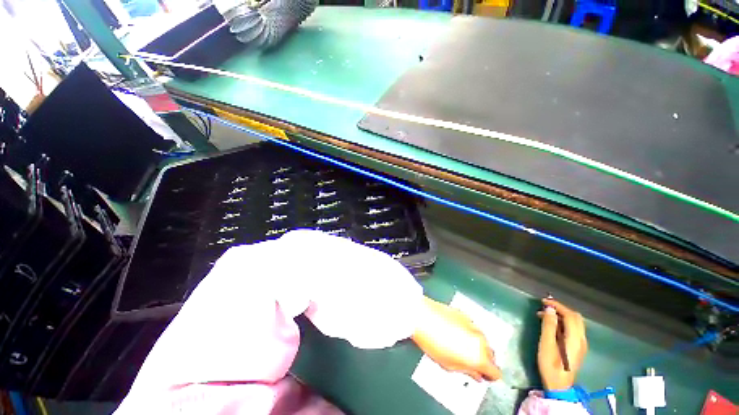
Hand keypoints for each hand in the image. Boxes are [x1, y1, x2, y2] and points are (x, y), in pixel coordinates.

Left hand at [412, 297, 501, 380]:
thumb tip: (475, 374)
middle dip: (483, 359)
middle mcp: (480, 339)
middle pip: (491, 354)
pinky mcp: (464, 314)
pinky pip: (472, 327)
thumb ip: (467, 371)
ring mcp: (472, 324)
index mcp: (479, 356)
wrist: (421, 316)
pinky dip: (468, 332)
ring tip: (460, 346)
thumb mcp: (449, 365)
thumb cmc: (431, 341)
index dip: (489, 376)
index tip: (483, 375)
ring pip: (482, 340)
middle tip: (470, 361)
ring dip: (475, 345)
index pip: (495, 372)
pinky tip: (455, 333)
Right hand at [537, 299, 587, 390]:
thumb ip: (549, 326)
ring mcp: (581, 345)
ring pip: (575, 323)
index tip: (543, 301)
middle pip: (575, 317)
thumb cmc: (550, 364)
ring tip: (544, 316)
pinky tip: (552, 326)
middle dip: (560, 309)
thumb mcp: (546, 344)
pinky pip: (573, 330)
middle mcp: (582, 339)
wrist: (559, 385)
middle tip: (545, 307)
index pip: (570, 315)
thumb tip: (549, 309)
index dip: (557, 306)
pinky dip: (563, 323)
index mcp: (575, 338)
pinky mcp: (578, 348)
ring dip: (561, 316)